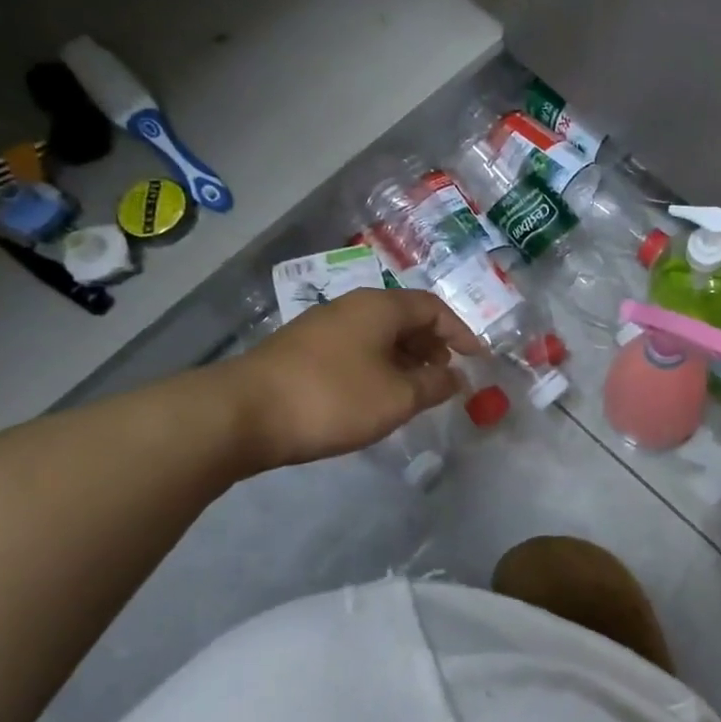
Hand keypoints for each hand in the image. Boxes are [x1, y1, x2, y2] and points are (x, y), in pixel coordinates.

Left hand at [223, 288, 483, 467]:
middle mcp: (352, 307)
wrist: (242, 414)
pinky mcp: (302, 351)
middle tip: (447, 376)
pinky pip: (356, 350)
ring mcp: (322, 327)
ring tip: (416, 390)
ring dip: (405, 359)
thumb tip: (455, 377)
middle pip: (405, 318)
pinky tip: (377, 395)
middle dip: (433, 345)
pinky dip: (379, 366)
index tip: (478, 359)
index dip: (460, 332)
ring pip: (378, 335)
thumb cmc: (333, 398)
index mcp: (379, 307)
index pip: (433, 308)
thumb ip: (434, 385)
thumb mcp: (397, 397)